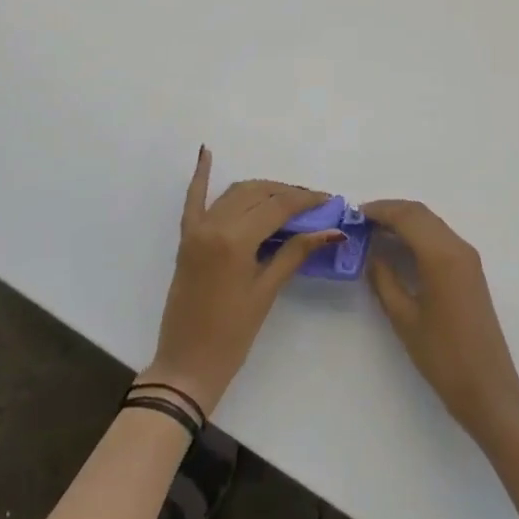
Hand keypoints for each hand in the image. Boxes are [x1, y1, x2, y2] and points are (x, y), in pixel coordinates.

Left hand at [142, 147, 338, 414]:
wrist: (186, 365)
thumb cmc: (232, 335)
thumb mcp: (267, 291)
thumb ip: (295, 252)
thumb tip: (331, 231)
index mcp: (236, 240)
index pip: (278, 207)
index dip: (306, 200)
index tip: (328, 200)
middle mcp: (214, 225)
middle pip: (258, 194)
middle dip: (288, 193)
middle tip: (313, 203)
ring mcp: (197, 229)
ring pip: (235, 193)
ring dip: (261, 189)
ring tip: (287, 196)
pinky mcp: (186, 238)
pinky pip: (193, 200)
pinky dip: (200, 176)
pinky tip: (206, 153)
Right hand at [365, 199, 518, 445]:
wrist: (487, 387)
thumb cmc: (442, 355)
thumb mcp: (404, 317)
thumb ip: (384, 279)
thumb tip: (370, 253)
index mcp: (441, 255)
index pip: (407, 216)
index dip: (379, 210)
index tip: (353, 215)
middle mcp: (458, 247)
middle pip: (420, 214)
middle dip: (390, 211)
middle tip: (360, 222)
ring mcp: (468, 257)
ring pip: (431, 223)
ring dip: (404, 221)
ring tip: (373, 232)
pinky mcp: (470, 269)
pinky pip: (440, 237)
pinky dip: (417, 233)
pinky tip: (399, 247)